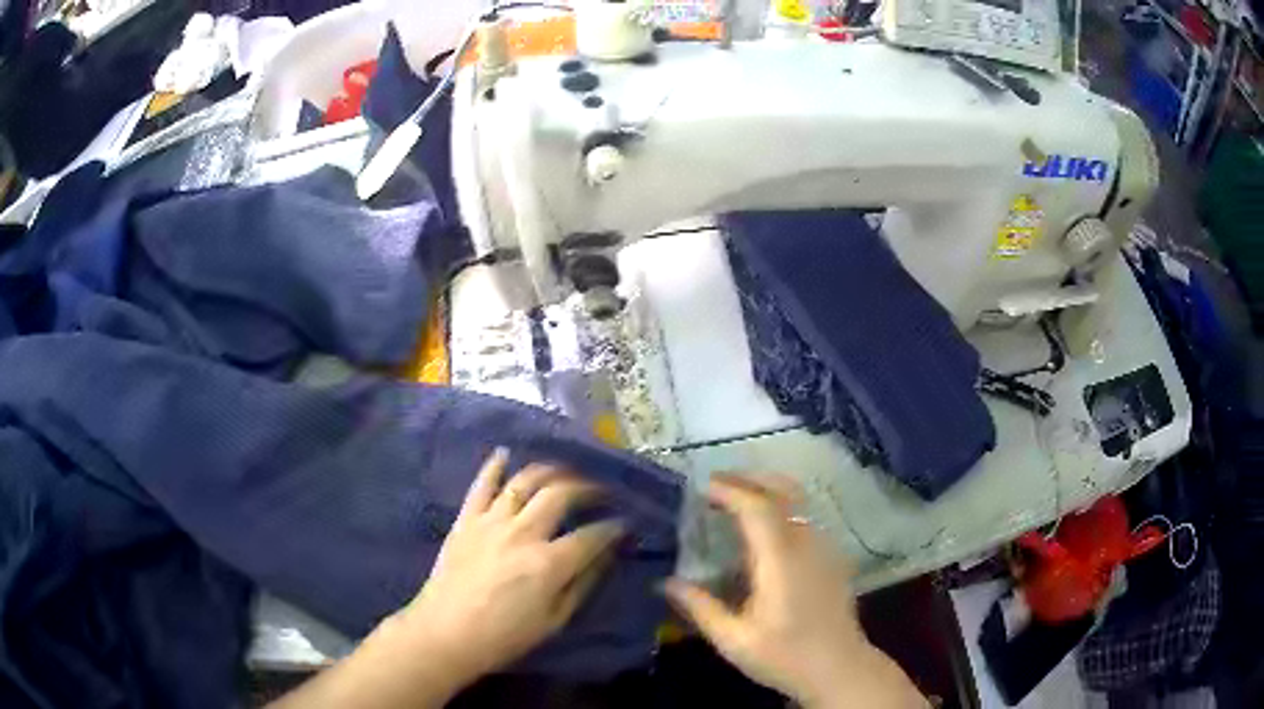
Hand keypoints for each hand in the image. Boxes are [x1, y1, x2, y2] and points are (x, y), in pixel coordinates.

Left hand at [271, 450, 623, 708]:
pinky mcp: (466, 519)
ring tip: (564, 471)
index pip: (592, 535)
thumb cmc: (504, 636)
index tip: (624, 523)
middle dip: (588, 487)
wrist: (445, 633)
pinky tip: (504, 453)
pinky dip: (494, 466)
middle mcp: (523, 533)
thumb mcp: (554, 621)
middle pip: (561, 494)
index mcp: (549, 563)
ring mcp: (491, 521)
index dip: (614, 527)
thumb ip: (582, 584)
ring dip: (549, 470)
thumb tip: (606, 556)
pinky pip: (481, 485)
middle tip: (600, 491)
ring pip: (524, 481)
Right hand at [664, 475, 924, 708]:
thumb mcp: (734, 640)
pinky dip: (782, 507)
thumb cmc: (785, 656)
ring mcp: (825, 548)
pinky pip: (806, 517)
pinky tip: (765, 529)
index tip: (703, 487)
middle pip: (784, 491)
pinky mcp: (833, 557)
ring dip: (766, 490)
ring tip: (735, 500)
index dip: (731, 490)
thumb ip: (701, 608)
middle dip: (750, 478)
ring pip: (798, 501)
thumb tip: (667, 583)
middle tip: (718, 483)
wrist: (839, 668)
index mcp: (781, 562)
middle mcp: (806, 545)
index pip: (758, 508)